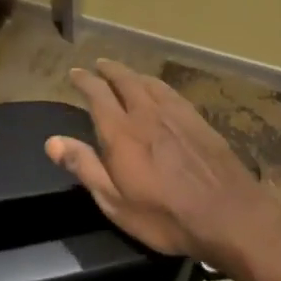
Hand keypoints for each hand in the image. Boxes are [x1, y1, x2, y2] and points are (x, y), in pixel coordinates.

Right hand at [45, 58, 274, 267]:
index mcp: (122, 132)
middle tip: (98, 65)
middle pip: (125, 80)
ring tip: (124, 72)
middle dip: (108, 70)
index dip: (84, 81)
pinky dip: (157, 84)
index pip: (98, 95)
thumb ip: (84, 167)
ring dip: (132, 74)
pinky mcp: (199, 121)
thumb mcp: (115, 202)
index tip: (75, 73)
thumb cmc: (165, 216)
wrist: (229, 215)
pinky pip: (171, 92)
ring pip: (149, 83)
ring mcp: (176, 114)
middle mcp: (147, 114)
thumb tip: (51, 141)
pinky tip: (159, 89)